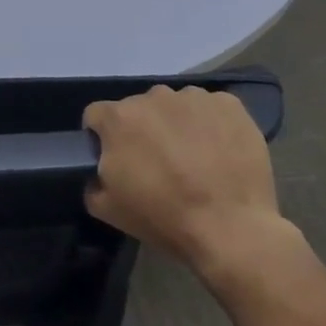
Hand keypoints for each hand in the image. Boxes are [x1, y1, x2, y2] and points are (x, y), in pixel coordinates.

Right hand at [83, 85, 292, 282]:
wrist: (232, 230)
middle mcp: (152, 96)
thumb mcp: (108, 209)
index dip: (103, 137)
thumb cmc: (164, 218)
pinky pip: (211, 108)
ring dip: (177, 124)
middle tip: (160, 163)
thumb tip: (100, 172)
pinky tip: (220, 152)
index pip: (97, 115)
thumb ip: (92, 181)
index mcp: (118, 118)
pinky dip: (211, 124)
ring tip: (195, 158)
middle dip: (144, 130)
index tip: (118, 159)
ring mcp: (193, 97)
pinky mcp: (229, 105)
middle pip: (139, 108)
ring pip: (175, 105)